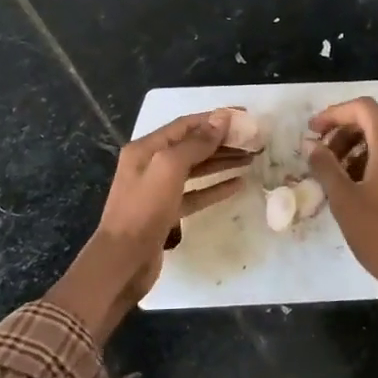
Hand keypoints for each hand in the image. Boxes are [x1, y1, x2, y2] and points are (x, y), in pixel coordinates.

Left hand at [46, 111, 250, 341]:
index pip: (186, 124)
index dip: (216, 118)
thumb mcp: (169, 168)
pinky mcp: (167, 212)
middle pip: (192, 146)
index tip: (245, 117)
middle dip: (223, 141)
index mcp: (146, 148)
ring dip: (222, 162)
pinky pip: (196, 193)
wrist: (123, 261)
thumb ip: (196, 143)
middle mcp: (151, 164)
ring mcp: (158, 189)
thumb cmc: (144, 209)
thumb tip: (221, 119)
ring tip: (251, 159)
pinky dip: (215, 187)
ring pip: (196, 169)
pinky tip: (238, 184)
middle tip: (253, 141)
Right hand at [308, 97, 377, 377]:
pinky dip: (368, 162)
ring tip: (332, 172)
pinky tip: (352, 188)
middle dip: (343, 130)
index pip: (363, 108)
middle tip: (319, 152)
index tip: (311, 131)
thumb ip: (325, 166)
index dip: (334, 113)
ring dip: (354, 147)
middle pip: (374, 121)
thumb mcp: (344, 199)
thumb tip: (311, 145)